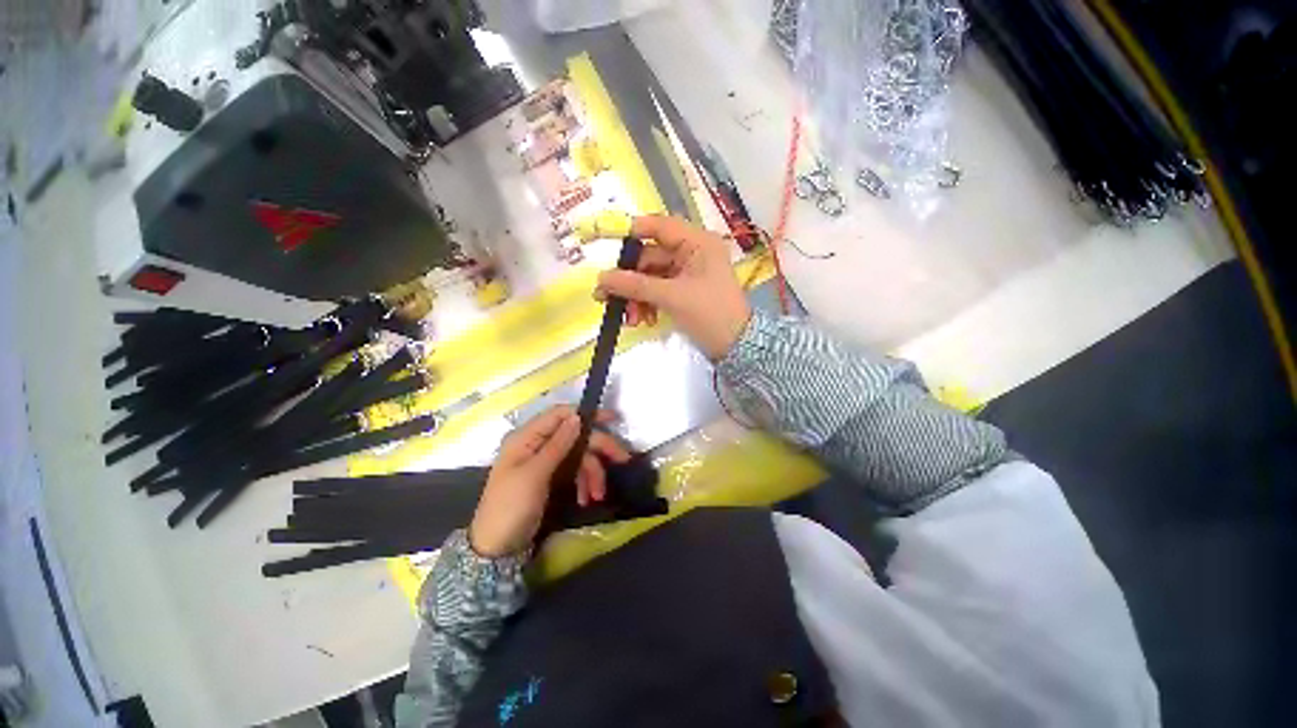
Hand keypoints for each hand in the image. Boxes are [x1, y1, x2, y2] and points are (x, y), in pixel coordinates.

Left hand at [469, 405, 630, 557]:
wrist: (497, 549)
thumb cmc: (511, 507)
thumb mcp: (535, 474)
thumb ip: (557, 444)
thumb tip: (577, 417)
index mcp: (527, 437)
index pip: (561, 415)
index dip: (587, 414)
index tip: (613, 419)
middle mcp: (537, 444)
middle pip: (575, 436)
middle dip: (599, 449)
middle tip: (623, 459)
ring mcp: (544, 462)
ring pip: (578, 456)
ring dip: (592, 473)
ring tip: (599, 494)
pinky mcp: (550, 478)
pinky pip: (574, 472)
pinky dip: (583, 483)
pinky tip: (586, 499)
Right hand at [595, 215, 751, 360]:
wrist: (737, 347)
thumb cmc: (710, 314)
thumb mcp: (672, 298)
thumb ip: (636, 285)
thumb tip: (601, 278)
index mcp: (697, 242)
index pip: (658, 226)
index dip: (630, 232)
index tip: (603, 241)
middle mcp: (692, 252)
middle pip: (650, 257)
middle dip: (630, 281)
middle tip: (606, 298)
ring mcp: (688, 273)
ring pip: (651, 277)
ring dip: (637, 297)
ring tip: (631, 319)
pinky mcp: (684, 291)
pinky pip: (658, 291)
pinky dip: (648, 304)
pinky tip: (645, 321)